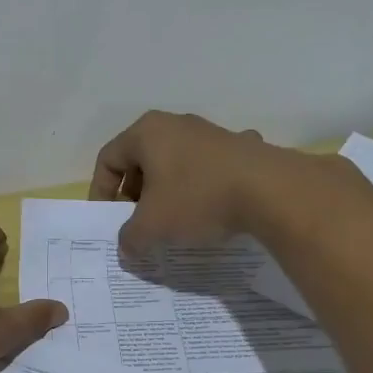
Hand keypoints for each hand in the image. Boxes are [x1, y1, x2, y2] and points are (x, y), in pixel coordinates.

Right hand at [89, 110, 295, 253]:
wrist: (271, 190)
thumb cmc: (197, 199)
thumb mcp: (152, 227)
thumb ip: (130, 238)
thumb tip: (127, 247)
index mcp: (146, 133)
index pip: (108, 159)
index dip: (101, 192)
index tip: (109, 221)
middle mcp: (175, 124)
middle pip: (141, 160)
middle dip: (134, 194)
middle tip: (139, 223)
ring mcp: (210, 132)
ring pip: (175, 163)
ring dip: (167, 192)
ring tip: (174, 222)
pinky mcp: (239, 147)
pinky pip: (207, 168)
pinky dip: (202, 188)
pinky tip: (212, 209)